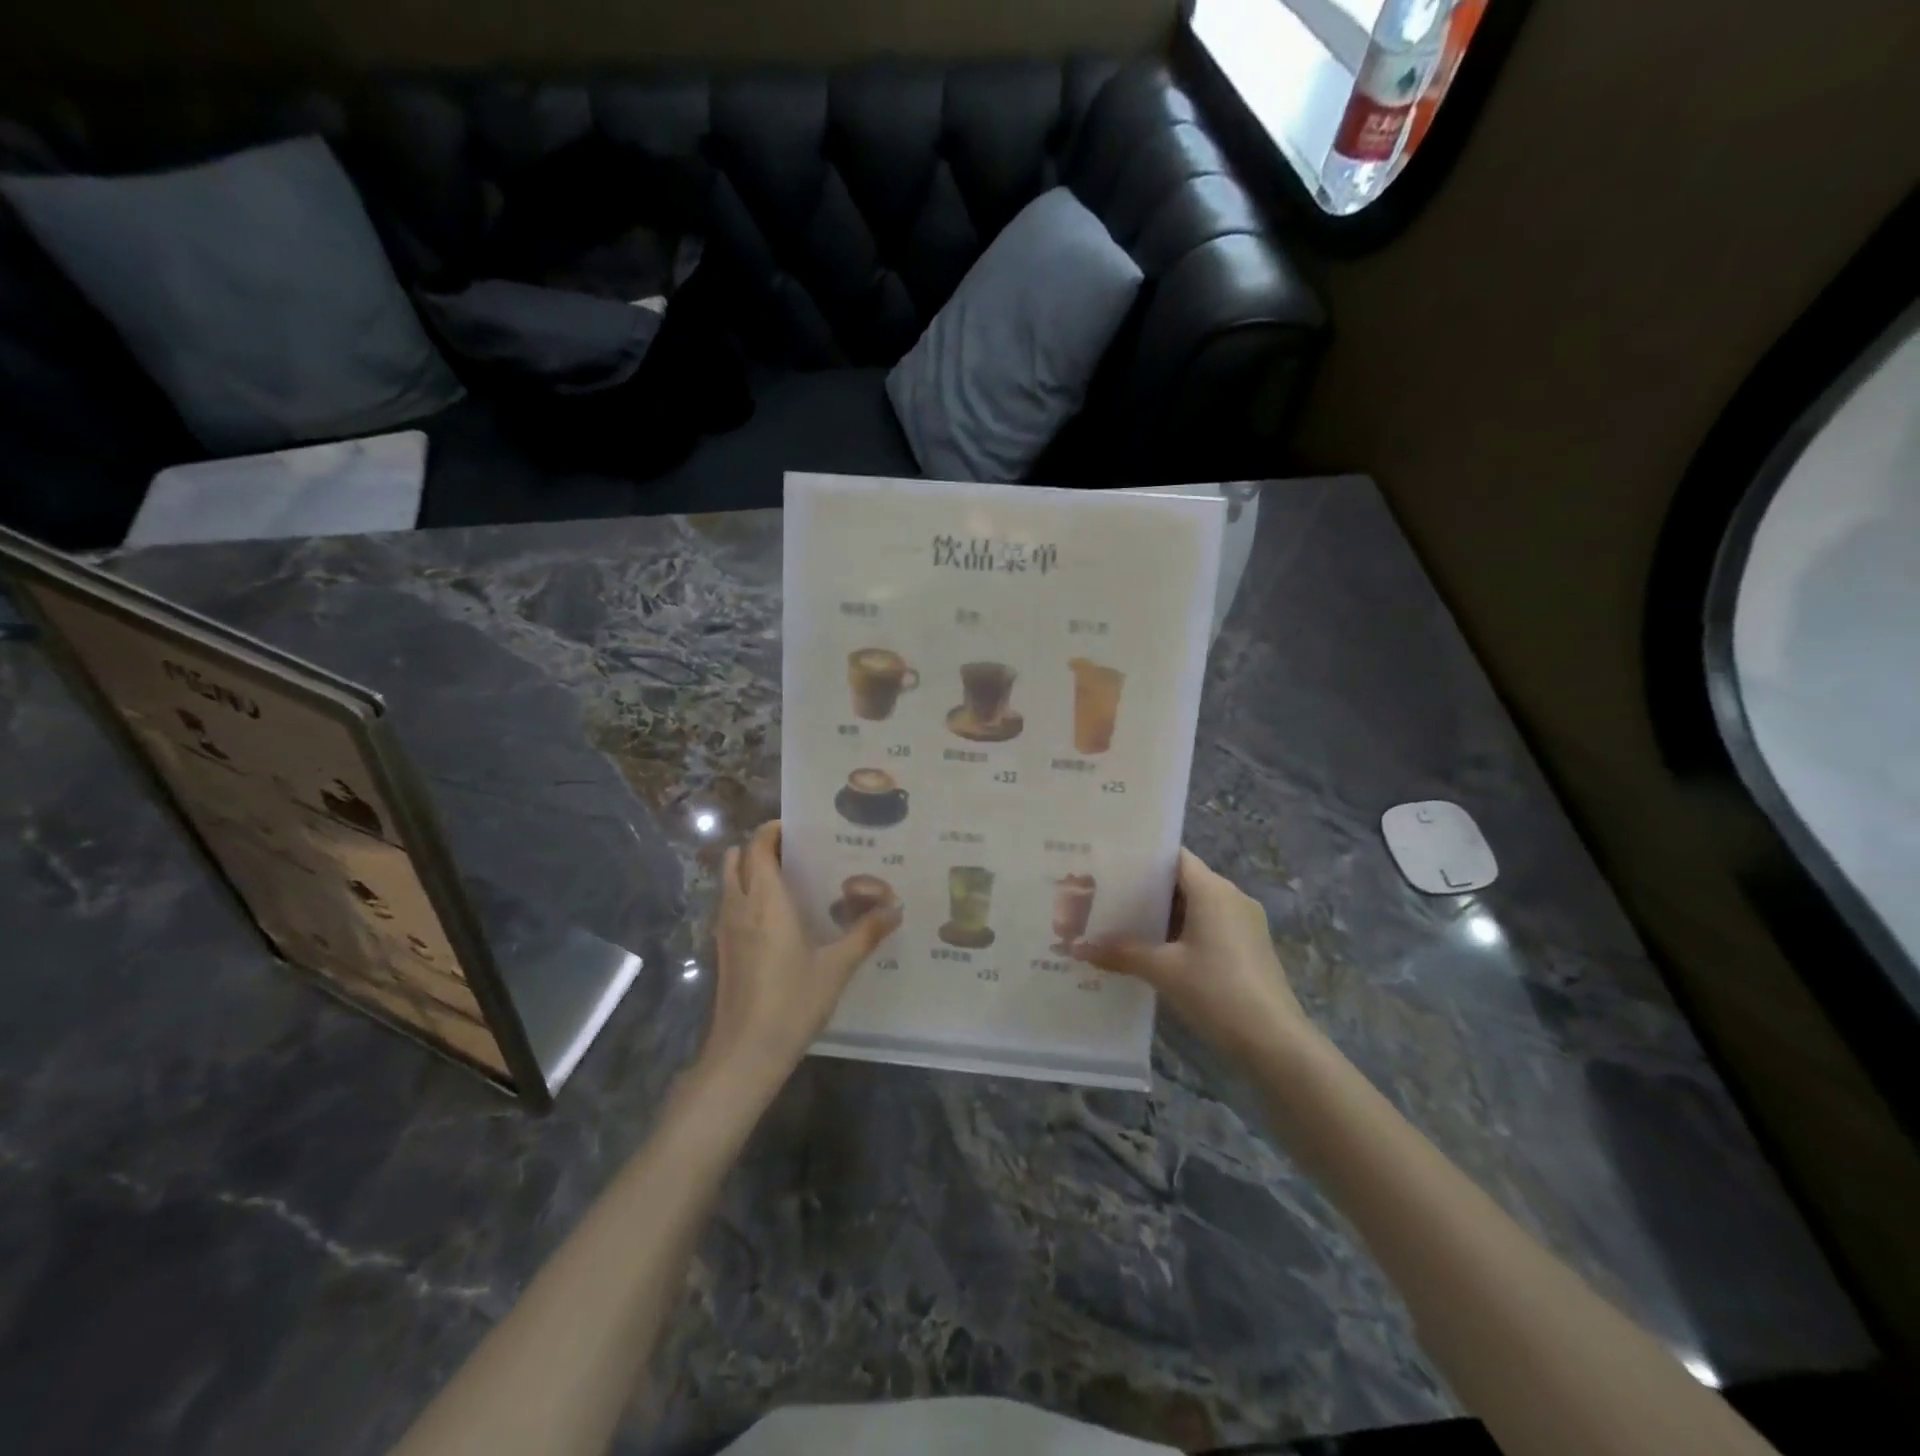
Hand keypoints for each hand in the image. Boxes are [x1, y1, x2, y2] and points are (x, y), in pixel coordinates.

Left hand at [705, 820, 899, 1088]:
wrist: (745, 1053)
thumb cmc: (792, 1001)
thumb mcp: (837, 967)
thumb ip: (866, 933)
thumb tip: (896, 907)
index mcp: (766, 900)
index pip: (759, 846)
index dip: (774, 830)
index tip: (802, 828)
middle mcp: (740, 905)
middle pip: (738, 857)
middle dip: (761, 847)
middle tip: (799, 852)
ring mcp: (726, 928)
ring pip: (730, 881)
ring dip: (751, 870)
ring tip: (791, 879)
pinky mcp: (723, 949)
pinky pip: (730, 905)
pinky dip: (747, 895)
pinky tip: (779, 917)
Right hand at [1073, 847, 1313, 1066]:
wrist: (1275, 1042)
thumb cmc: (1217, 991)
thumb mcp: (1162, 970)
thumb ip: (1121, 952)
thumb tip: (1078, 947)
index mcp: (1213, 890)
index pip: (1174, 857)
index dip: (1143, 858)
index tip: (1109, 865)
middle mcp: (1232, 897)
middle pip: (1183, 882)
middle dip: (1146, 891)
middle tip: (1106, 897)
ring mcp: (1245, 923)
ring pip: (1196, 907)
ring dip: (1164, 916)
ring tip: (1123, 924)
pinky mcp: (1250, 948)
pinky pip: (1210, 927)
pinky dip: (1183, 933)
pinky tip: (1156, 952)